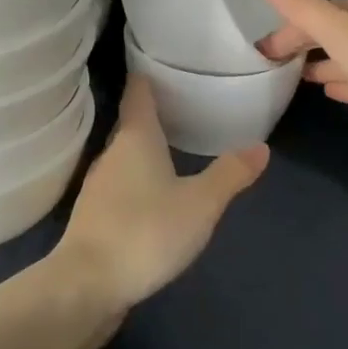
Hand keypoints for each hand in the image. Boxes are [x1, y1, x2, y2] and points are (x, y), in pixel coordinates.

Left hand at [55, 72, 269, 309]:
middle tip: (184, 103)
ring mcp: (99, 186)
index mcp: (136, 138)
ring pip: (126, 155)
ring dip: (146, 149)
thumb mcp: (200, 203)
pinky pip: (121, 184)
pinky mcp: (94, 217)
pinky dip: (138, 178)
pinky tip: (155, 193)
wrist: (86, 286)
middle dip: (154, 113)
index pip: (138, 92)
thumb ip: (230, 174)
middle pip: (132, 123)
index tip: (162, 61)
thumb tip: (261, 147)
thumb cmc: (145, 231)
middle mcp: (112, 154)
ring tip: (174, 145)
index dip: (148, 74)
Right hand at [255, 0, 347, 146]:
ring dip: (327, 62)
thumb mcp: (342, 32)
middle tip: (274, 68)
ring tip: (300, 79)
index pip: (316, 11)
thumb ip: (301, 6)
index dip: (286, 32)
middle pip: (336, 30)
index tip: (261, 56)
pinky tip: (334, 91)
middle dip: (306, 46)